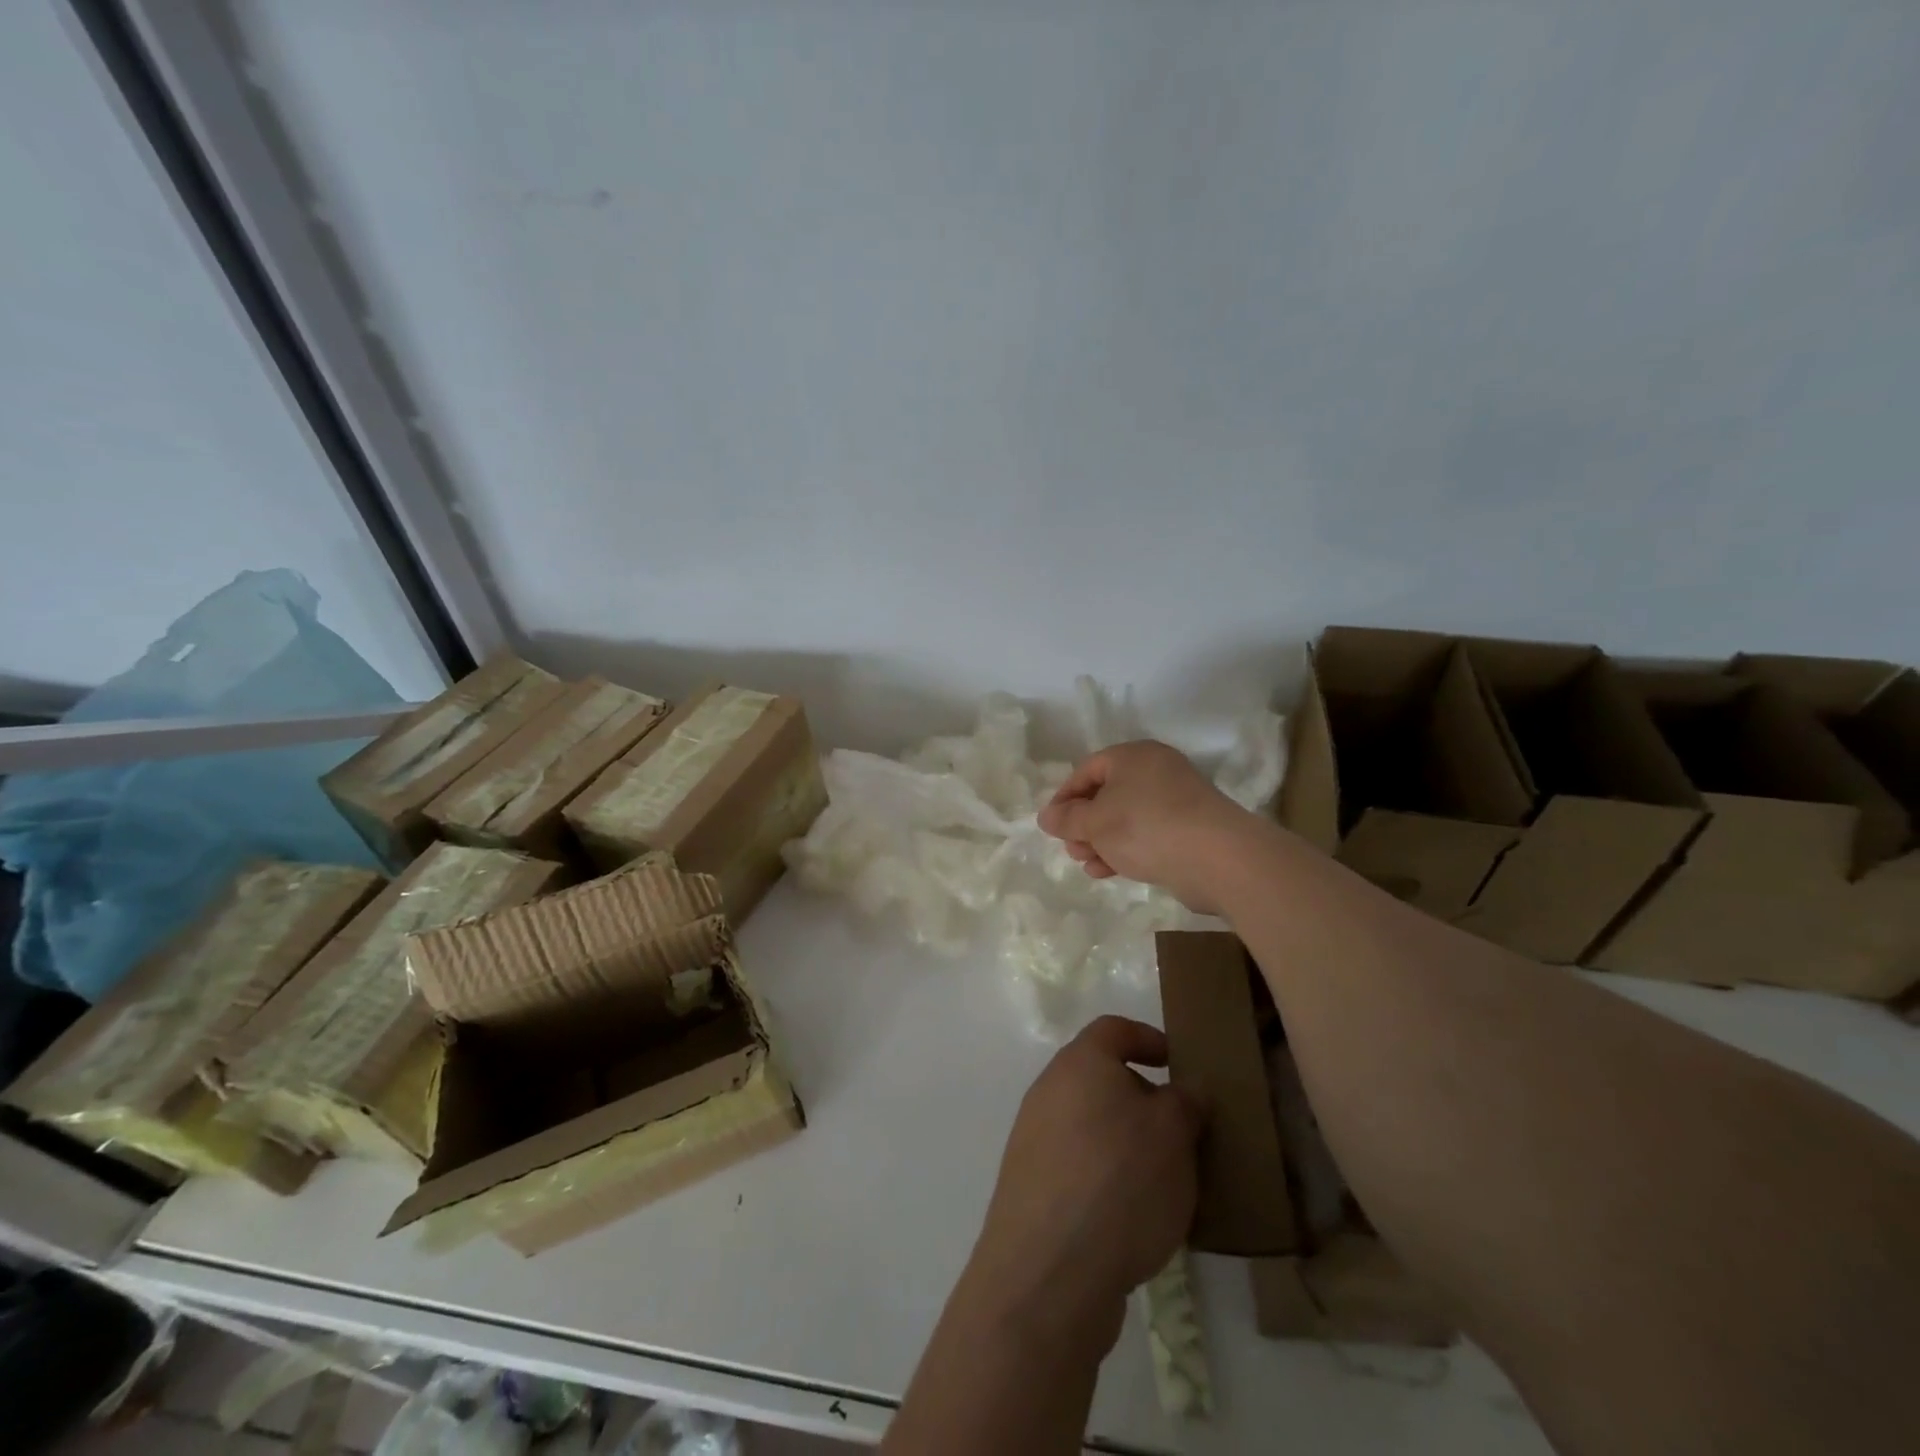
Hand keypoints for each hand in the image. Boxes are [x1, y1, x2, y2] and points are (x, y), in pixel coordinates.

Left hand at [967, 1017, 1202, 1347]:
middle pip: (1102, 1079)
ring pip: (1091, 1126)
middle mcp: (1049, 1091)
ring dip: (1128, 1144)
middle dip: (1144, 1100)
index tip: (1180, 1065)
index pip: (1114, 1029)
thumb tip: (1185, 1090)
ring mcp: (1034, 1140)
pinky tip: (1135, 1218)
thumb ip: (1185, 1101)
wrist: (1049, 1272)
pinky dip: (1107, 1179)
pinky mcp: (1032, 1188)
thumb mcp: (1173, 1134)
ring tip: (1169, 1182)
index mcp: (1079, 1063)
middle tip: (1185, 1132)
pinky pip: (1079, 1167)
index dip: (1149, 1038)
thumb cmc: (1119, 1181)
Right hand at [1036, 740, 1255, 912]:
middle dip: (1083, 824)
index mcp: (1133, 756)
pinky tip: (1109, 871)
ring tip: (1087, 864)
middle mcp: (1156, 770)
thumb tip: (1046, 816)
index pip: (1086, 770)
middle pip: (1107, 794)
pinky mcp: (1189, 829)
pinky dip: (1125, 849)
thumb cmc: (1145, 827)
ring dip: (1101, 840)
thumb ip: (1067, 819)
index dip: (1064, 797)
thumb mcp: (1095, 822)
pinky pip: (1147, 834)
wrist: (1217, 858)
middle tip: (1071, 848)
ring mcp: (1176, 800)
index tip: (1051, 825)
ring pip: (1126, 817)